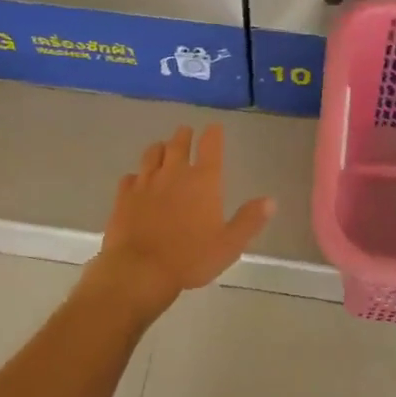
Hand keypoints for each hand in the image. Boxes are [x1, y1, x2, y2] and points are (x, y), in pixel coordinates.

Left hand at [92, 126, 274, 303]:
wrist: (140, 269)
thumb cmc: (191, 258)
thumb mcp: (229, 244)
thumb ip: (249, 220)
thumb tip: (271, 200)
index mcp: (203, 181)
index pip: (210, 146)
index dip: (213, 133)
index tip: (214, 127)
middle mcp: (174, 173)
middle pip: (178, 144)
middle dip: (184, 135)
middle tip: (186, 131)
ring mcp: (145, 183)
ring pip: (152, 154)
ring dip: (160, 148)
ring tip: (162, 148)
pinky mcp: (124, 197)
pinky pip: (129, 178)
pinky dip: (136, 176)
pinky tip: (136, 180)